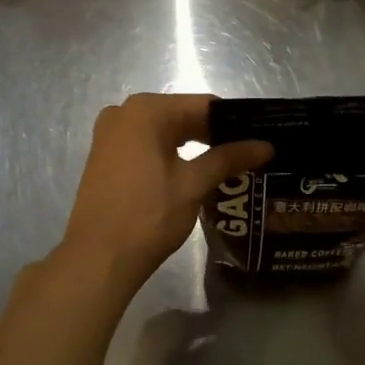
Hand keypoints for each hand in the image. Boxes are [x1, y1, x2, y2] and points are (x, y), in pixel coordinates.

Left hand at [58, 94, 271, 290]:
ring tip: (229, 166)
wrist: (98, 258)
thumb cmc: (149, 215)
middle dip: (215, 135)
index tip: (261, 138)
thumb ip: (229, 158)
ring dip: (195, 146)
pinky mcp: (106, 156)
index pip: (204, 106)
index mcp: (146, 110)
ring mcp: (111, 134)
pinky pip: (148, 145)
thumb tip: (266, 146)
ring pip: (165, 132)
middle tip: (250, 155)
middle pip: (183, 116)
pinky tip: (195, 173)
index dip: (236, 122)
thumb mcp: (194, 184)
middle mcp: (124, 112)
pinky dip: (172, 155)